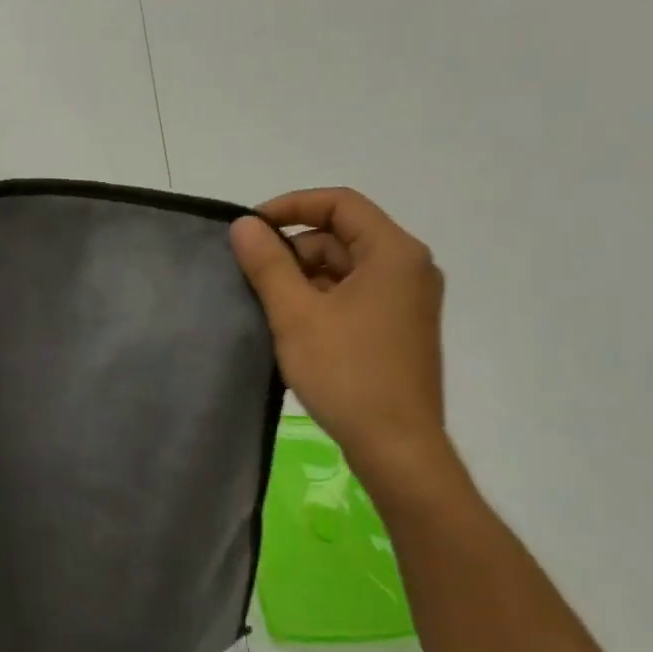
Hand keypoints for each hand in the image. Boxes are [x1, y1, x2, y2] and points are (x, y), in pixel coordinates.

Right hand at [230, 188, 458, 492]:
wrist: (396, 448)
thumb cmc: (347, 374)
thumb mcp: (296, 314)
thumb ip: (267, 264)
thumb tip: (244, 225)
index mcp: (394, 253)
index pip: (339, 203)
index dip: (291, 206)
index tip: (251, 229)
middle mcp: (409, 268)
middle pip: (341, 236)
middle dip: (294, 250)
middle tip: (253, 277)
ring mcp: (407, 301)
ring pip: (345, 269)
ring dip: (304, 279)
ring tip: (268, 308)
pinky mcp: (400, 329)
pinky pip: (355, 296)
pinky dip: (322, 301)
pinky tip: (293, 327)